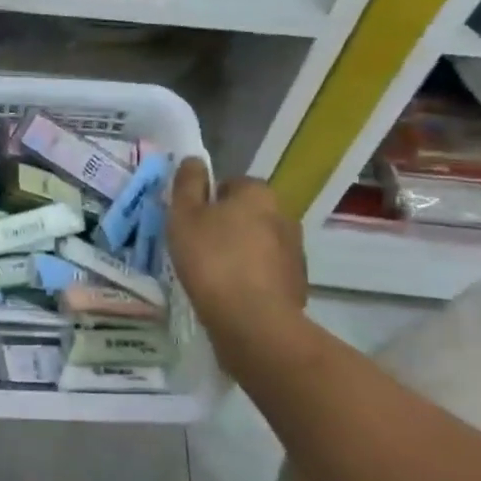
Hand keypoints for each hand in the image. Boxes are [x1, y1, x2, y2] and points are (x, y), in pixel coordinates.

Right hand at [166, 158, 306, 337]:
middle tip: (198, 247)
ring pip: (259, 243)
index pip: (231, 184)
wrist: (253, 321)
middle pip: (248, 213)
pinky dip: (252, 279)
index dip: (208, 200)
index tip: (191, 222)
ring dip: (241, 252)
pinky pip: (267, 273)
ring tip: (214, 275)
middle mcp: (284, 215)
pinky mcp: (297, 284)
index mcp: (258, 193)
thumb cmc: (212, 259)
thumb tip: (194, 160)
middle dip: (227, 225)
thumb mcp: (184, 216)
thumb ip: (187, 184)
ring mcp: (295, 252)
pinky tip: (231, 295)